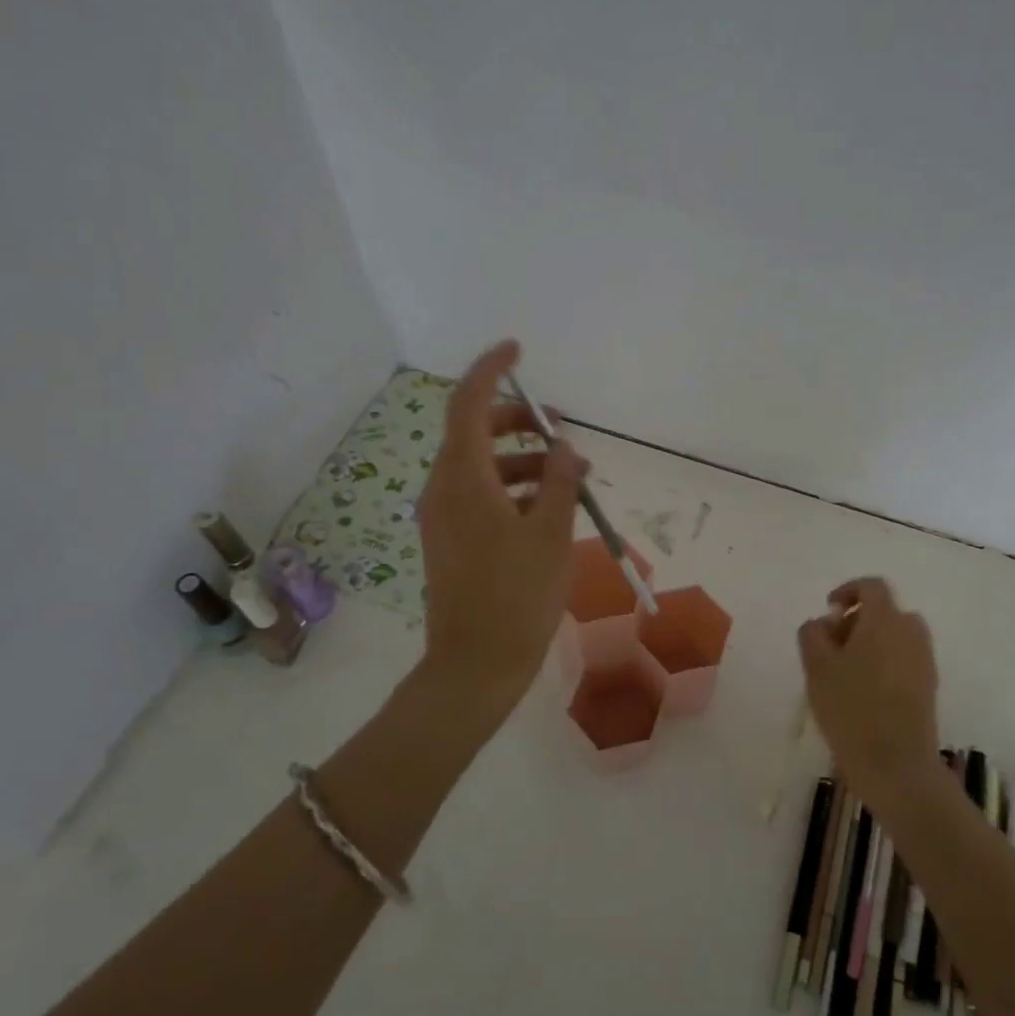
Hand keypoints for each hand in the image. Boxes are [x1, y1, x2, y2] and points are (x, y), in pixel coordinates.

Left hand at [417, 340, 587, 714]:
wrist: (475, 665)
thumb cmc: (517, 597)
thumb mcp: (551, 534)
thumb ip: (558, 480)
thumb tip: (561, 446)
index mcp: (463, 480)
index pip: (468, 403)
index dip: (491, 369)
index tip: (518, 350)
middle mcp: (444, 489)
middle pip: (474, 432)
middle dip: (518, 422)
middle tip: (560, 431)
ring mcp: (443, 516)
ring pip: (481, 466)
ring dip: (523, 460)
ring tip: (571, 475)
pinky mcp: (450, 539)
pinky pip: (480, 495)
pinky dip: (512, 488)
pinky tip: (549, 507)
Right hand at [797, 577, 941, 807]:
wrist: (896, 766)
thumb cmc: (851, 709)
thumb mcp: (816, 668)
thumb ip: (812, 634)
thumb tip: (823, 622)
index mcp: (885, 620)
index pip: (872, 586)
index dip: (848, 591)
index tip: (828, 611)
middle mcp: (910, 632)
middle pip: (885, 611)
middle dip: (856, 620)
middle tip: (831, 646)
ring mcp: (924, 660)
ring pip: (895, 636)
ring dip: (871, 642)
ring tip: (845, 671)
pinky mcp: (929, 686)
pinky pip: (904, 659)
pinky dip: (885, 662)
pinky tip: (864, 692)